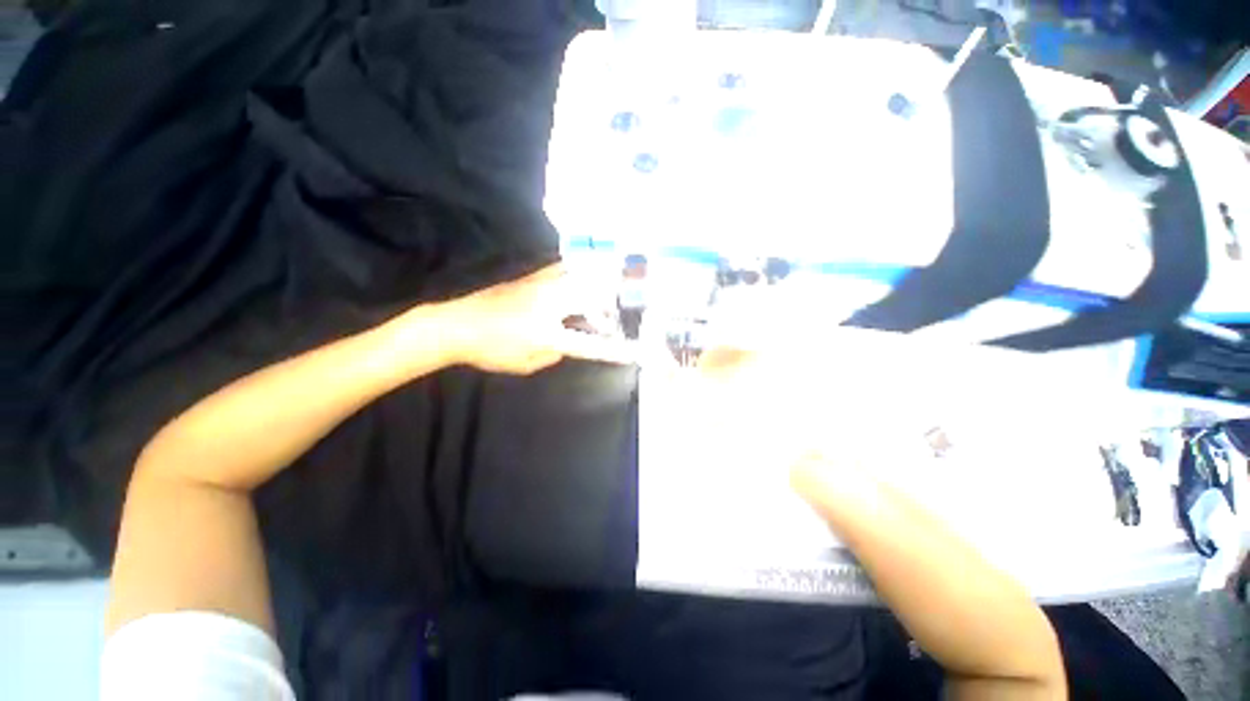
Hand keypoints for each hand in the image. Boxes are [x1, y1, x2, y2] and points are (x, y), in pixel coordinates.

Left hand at [437, 263, 636, 374]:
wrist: (456, 324)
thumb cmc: (490, 350)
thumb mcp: (526, 363)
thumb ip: (553, 353)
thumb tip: (567, 341)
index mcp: (548, 332)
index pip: (589, 343)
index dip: (612, 349)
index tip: (631, 351)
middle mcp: (550, 303)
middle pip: (592, 298)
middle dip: (610, 307)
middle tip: (616, 314)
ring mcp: (541, 286)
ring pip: (579, 276)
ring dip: (598, 283)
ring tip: (608, 287)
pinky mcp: (531, 277)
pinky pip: (562, 269)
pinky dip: (578, 271)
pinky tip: (581, 273)